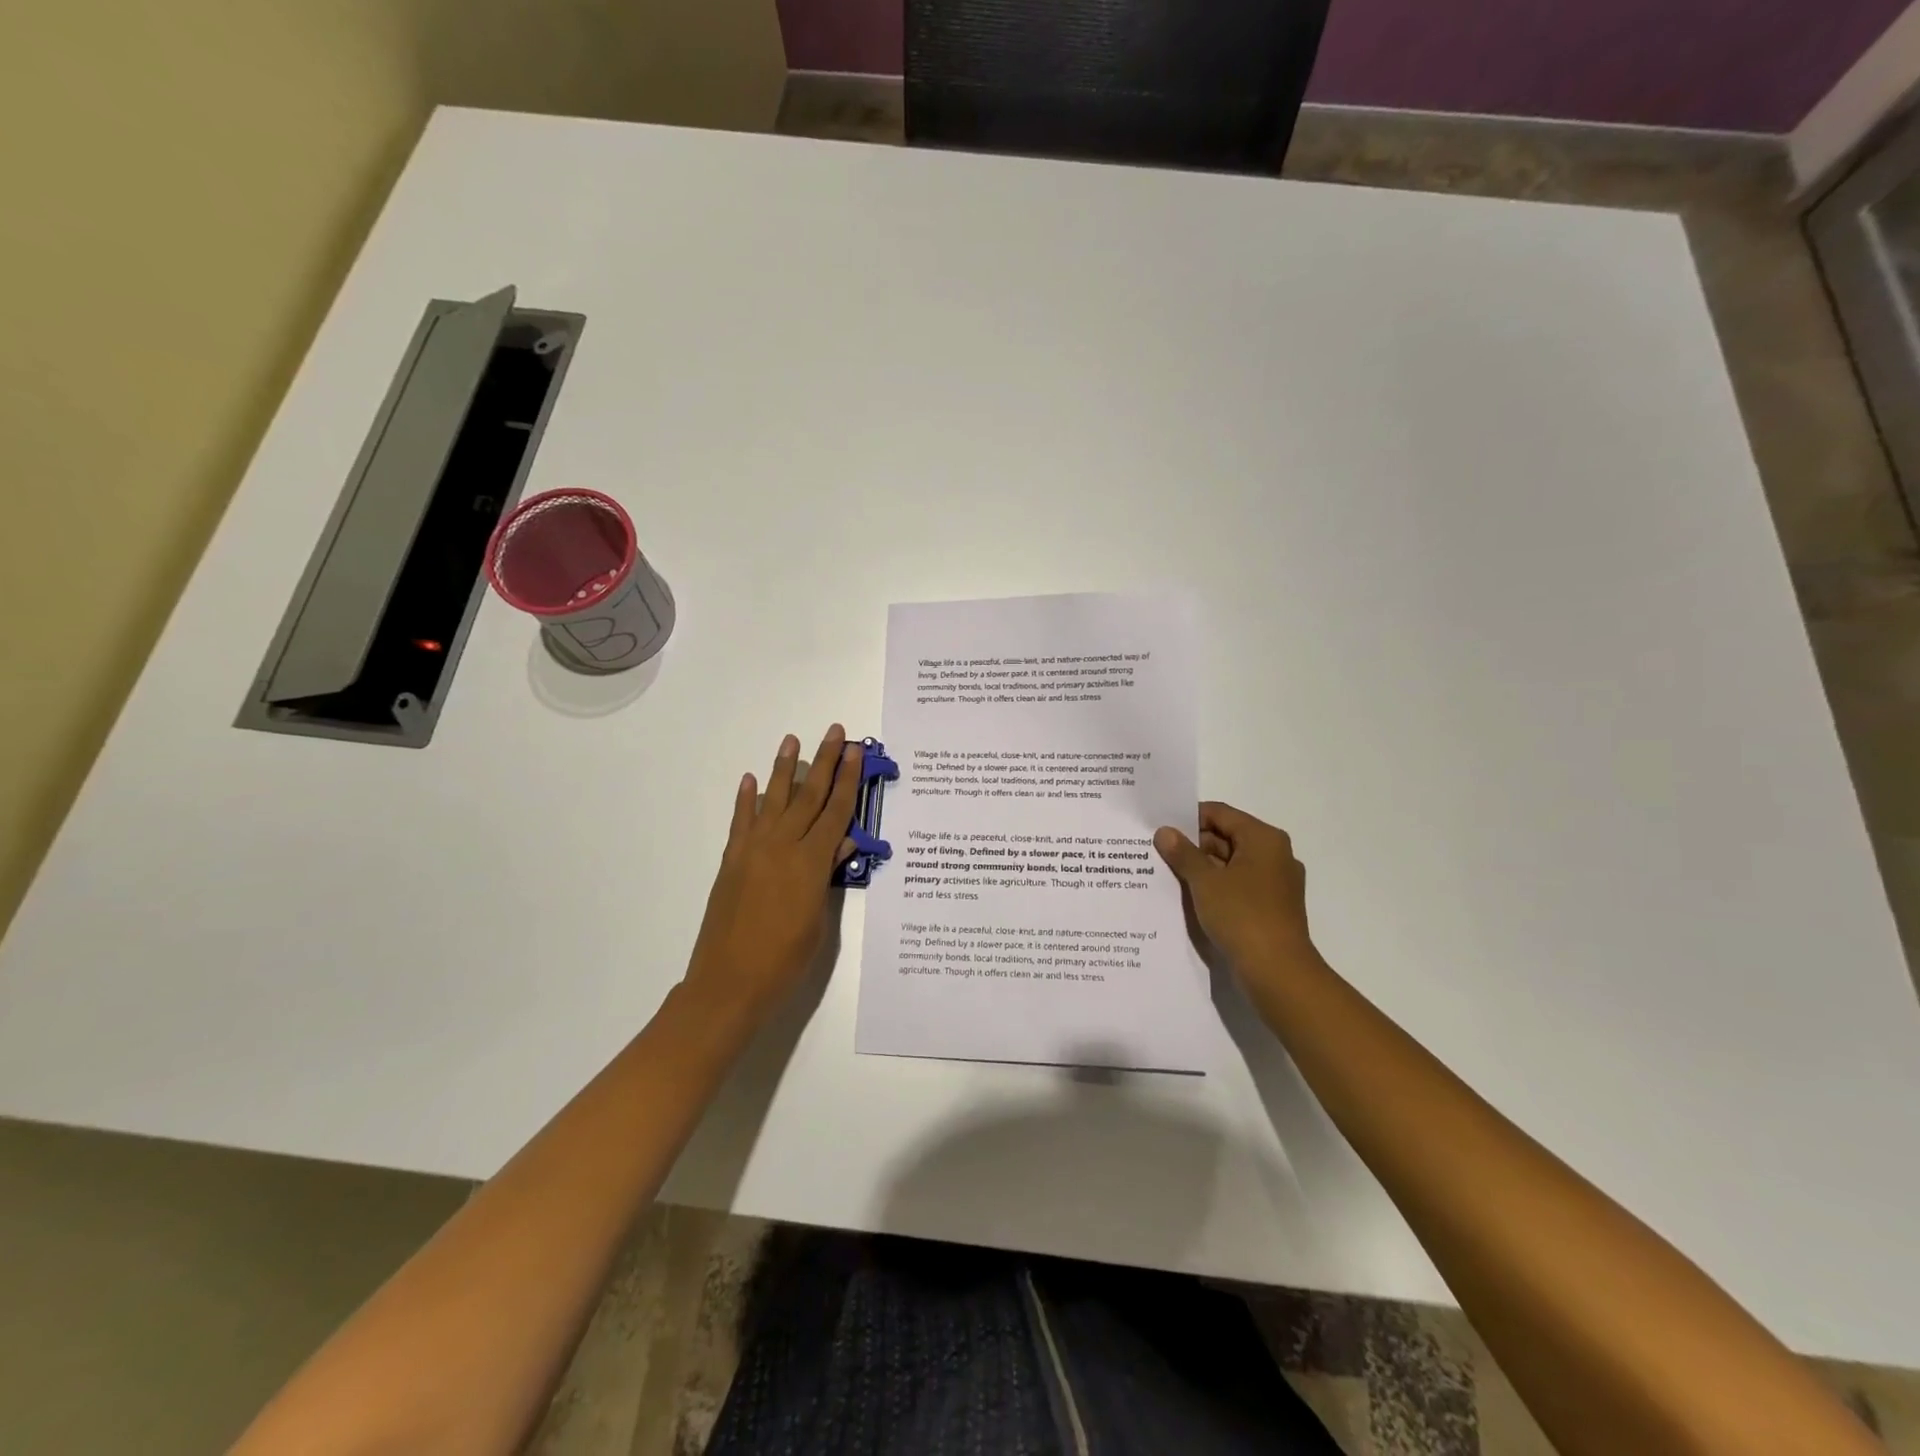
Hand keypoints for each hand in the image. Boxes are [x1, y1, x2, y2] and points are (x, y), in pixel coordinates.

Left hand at [682, 725, 862, 1030]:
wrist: (728, 984)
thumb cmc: (784, 961)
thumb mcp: (818, 921)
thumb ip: (829, 875)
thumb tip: (844, 840)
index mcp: (810, 863)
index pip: (835, 812)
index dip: (848, 780)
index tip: (855, 751)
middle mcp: (782, 847)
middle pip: (808, 796)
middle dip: (824, 762)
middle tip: (834, 731)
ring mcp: (752, 851)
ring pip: (773, 800)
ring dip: (784, 768)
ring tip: (792, 740)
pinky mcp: (731, 861)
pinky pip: (741, 821)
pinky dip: (746, 799)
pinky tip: (752, 779)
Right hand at [1154, 802, 1322, 988]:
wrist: (1277, 972)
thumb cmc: (1242, 916)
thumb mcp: (1205, 882)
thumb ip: (1183, 853)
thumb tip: (1164, 832)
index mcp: (1263, 839)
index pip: (1220, 814)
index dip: (1188, 818)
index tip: (1160, 829)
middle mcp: (1274, 855)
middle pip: (1226, 837)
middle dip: (1193, 845)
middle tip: (1158, 853)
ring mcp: (1275, 882)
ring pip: (1231, 864)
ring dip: (1202, 868)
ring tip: (1167, 874)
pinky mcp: (1270, 906)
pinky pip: (1237, 886)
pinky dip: (1215, 887)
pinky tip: (1189, 897)